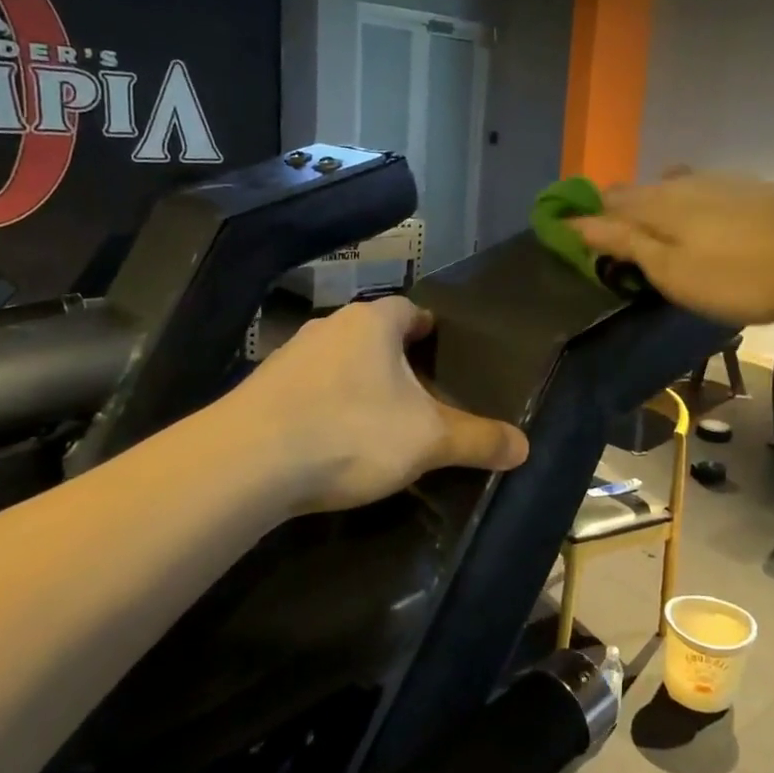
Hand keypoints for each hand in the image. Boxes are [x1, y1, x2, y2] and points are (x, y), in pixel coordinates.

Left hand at [228, 297, 529, 512]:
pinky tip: (329, 440)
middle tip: (417, 393)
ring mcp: (287, 357)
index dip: (427, 327)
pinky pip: (305, 391)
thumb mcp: (427, 440)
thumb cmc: (352, 432)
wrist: (248, 462)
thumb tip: (524, 447)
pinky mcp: (259, 391)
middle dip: (392, 359)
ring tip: (375, 419)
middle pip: (370, 335)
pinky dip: (322, 407)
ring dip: (355, 383)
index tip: (439, 349)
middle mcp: (328, 328)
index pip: (408, 310)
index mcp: (372, 323)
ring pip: (335, 362)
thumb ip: (477, 439)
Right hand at [569, 172, 773, 324]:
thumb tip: (577, 223)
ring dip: (650, 205)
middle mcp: (682, 183)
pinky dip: (683, 203)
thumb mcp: (672, 270)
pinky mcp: (748, 189)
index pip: (605, 204)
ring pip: (668, 188)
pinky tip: (697, 219)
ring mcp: (718, 181)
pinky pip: (699, 190)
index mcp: (657, 204)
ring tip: (648, 230)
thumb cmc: (738, 276)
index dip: (583, 218)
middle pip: (635, 191)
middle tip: (608, 242)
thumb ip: (625, 244)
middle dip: (615, 211)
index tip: (565, 235)